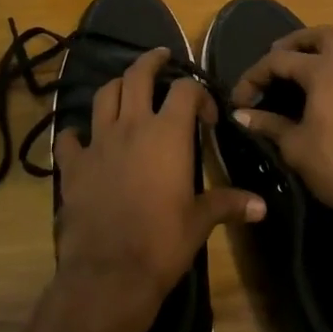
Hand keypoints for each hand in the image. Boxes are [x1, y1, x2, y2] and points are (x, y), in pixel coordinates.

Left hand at [54, 47, 263, 331]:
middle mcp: (132, 126)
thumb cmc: (162, 242)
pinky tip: (82, 139)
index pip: (186, 90)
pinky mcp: (73, 166)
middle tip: (160, 57)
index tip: (207, 116)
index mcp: (167, 134)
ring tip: (125, 89)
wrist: (109, 274)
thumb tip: (262, 206)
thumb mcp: (200, 222)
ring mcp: (98, 143)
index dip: (199, 93)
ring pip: (103, 96)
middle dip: (150, 62)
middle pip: (137, 76)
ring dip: (116, 87)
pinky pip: (70, 138)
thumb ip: (228, 204)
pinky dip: (77, 133)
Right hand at [229, 27, 332, 220]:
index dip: (255, 76)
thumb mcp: (293, 145)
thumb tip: (240, 114)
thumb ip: (267, 124)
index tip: (240, 98)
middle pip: (325, 36)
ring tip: (319, 65)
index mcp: (323, 70)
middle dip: (299, 41)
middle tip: (279, 56)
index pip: (280, 60)